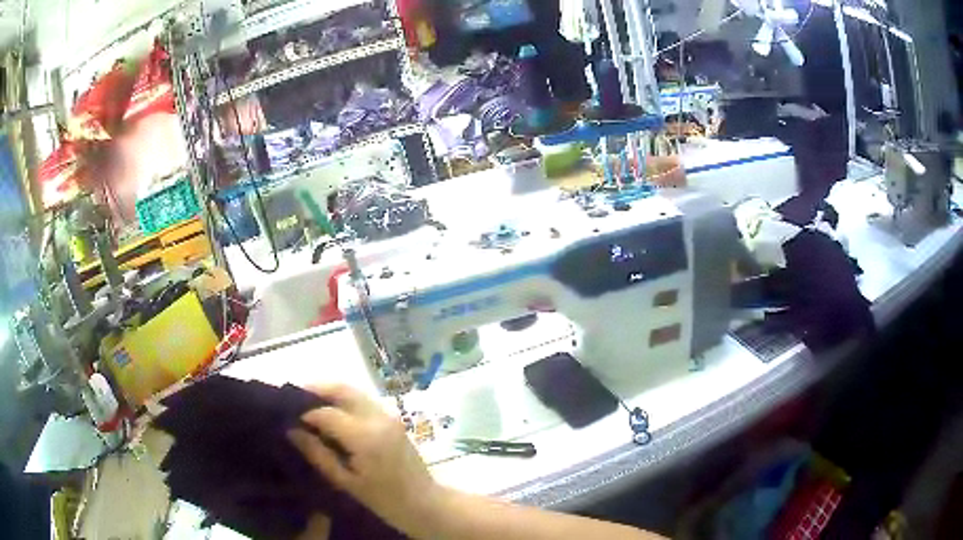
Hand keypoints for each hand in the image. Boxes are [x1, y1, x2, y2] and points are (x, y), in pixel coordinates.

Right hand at [288, 384, 443, 536]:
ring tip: (308, 406)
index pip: (326, 413)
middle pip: (342, 390)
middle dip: (316, 390)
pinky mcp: (393, 419)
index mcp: (365, 436)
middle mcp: (378, 418)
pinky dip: (344, 401)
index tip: (286, 419)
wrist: (424, 503)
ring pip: (353, 392)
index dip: (304, 413)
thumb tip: (291, 431)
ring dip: (330, 394)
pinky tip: (331, 415)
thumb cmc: (384, 500)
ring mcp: (389, 415)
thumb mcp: (345, 482)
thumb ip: (317, 454)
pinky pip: (363, 401)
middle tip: (293, 399)